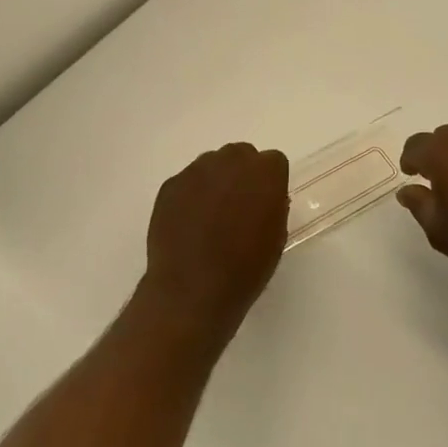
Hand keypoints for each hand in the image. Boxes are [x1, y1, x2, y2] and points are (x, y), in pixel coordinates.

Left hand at [143, 143, 289, 334]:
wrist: (192, 291)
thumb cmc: (244, 269)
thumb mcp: (276, 238)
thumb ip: (274, 206)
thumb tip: (264, 198)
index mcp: (264, 172)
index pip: (273, 162)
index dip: (270, 183)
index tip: (265, 204)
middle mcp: (231, 161)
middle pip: (241, 155)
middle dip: (242, 175)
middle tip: (238, 207)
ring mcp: (196, 171)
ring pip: (212, 164)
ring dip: (216, 181)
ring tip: (210, 217)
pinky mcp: (171, 185)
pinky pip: (187, 181)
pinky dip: (190, 195)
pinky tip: (189, 225)